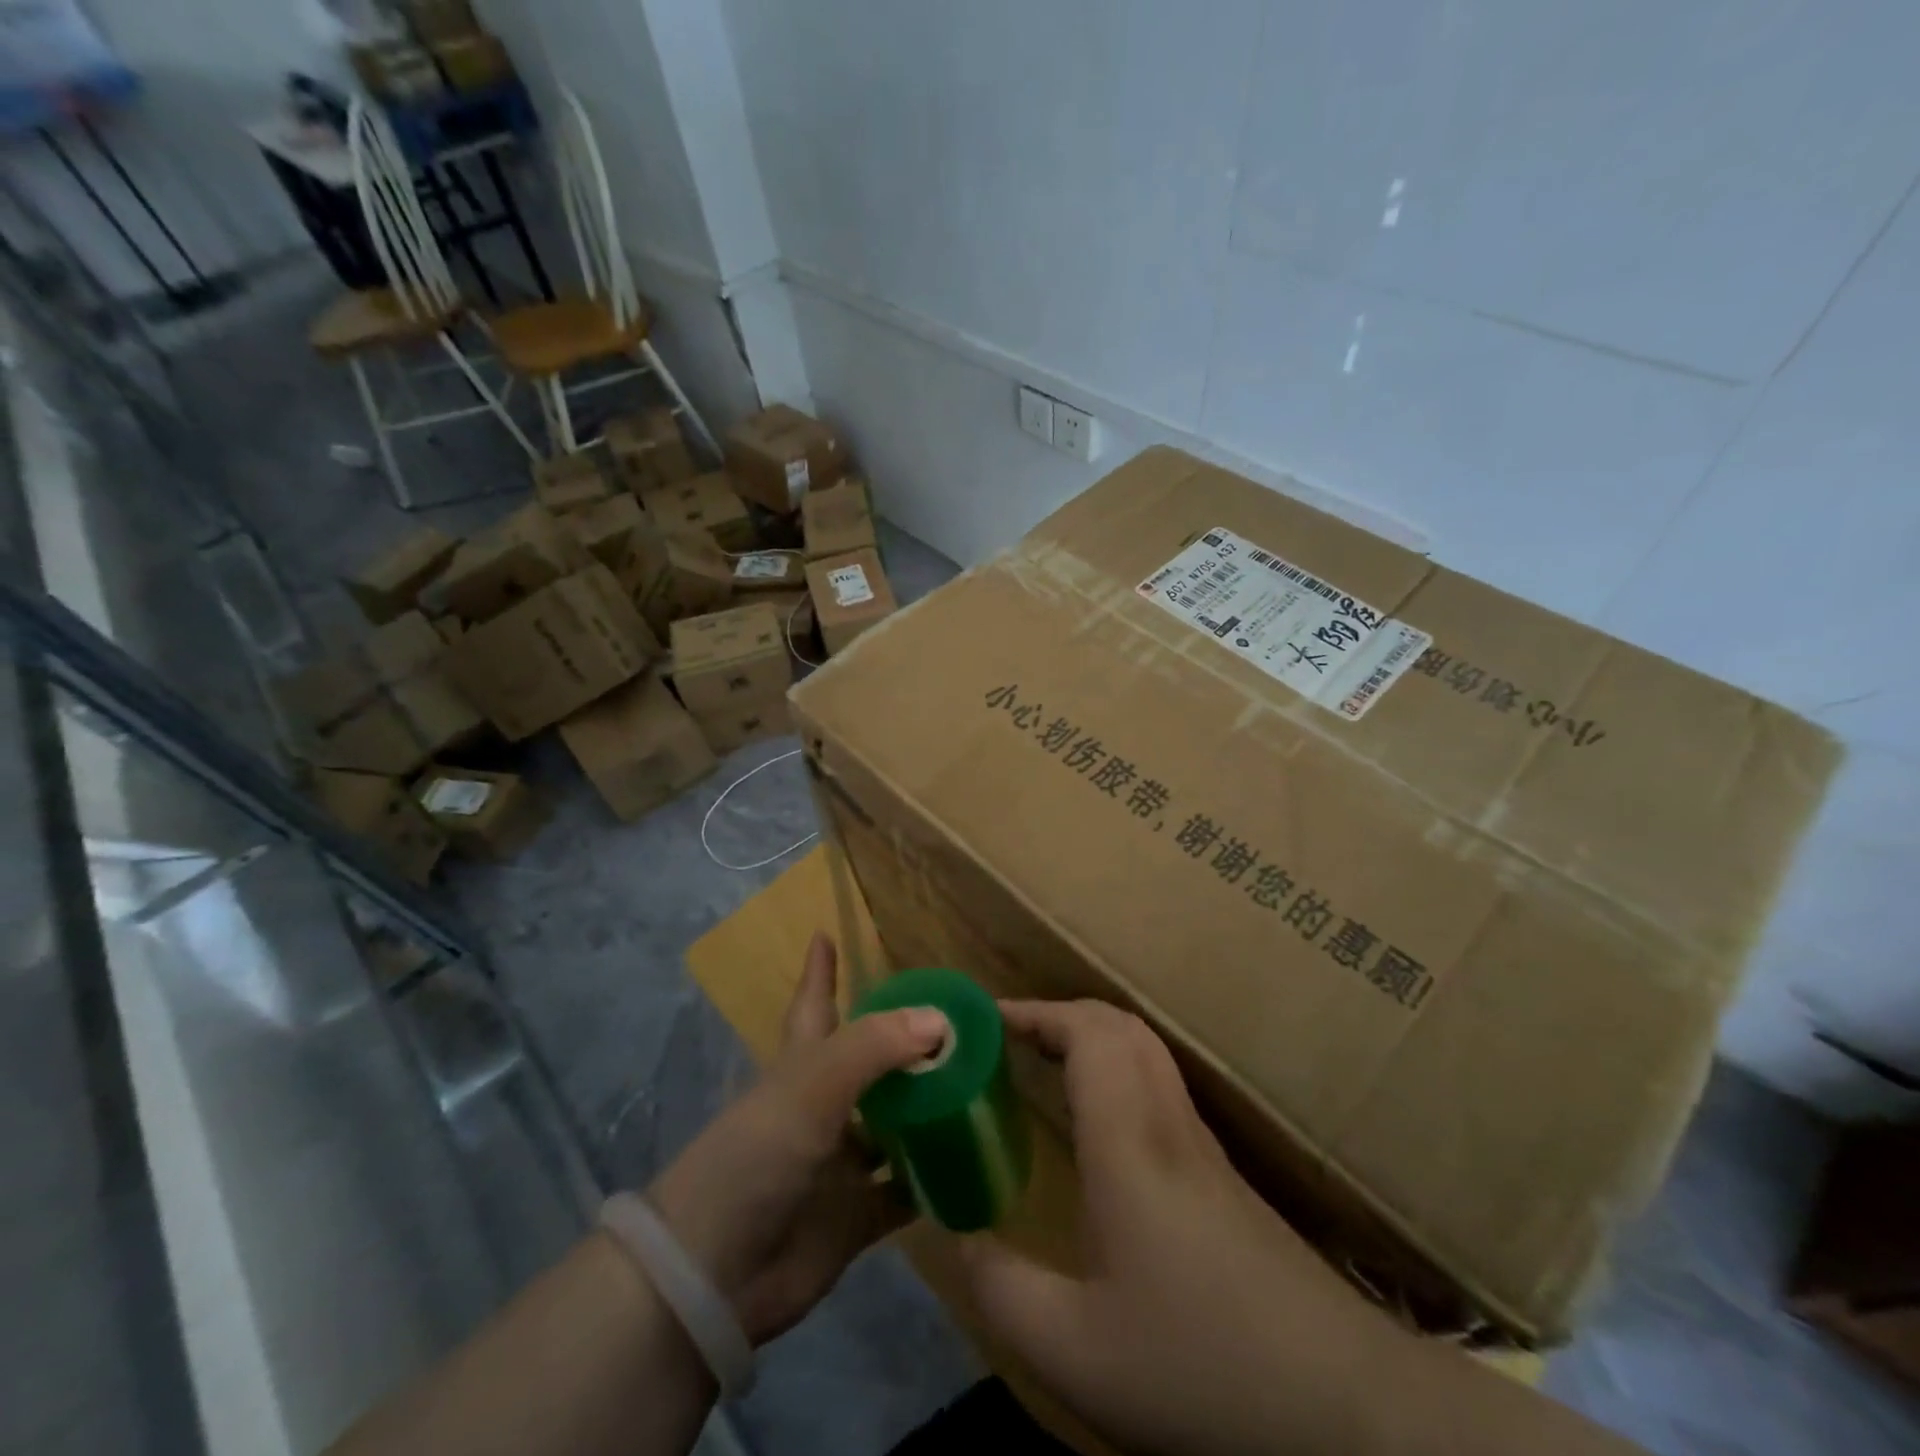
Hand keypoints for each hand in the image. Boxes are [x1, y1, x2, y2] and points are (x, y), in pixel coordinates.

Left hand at [648, 933, 945, 1345]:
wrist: (714, 1276)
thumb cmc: (756, 1158)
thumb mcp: (811, 1086)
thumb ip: (875, 1047)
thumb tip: (939, 1019)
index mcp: (802, 1067)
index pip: (815, 1004)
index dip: (820, 971)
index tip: (824, 934)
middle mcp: (823, 1107)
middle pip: (869, 1064)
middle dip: (905, 1044)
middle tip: (958, 1022)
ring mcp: (839, 1163)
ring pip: (893, 1125)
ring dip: (929, 1109)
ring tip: (981, 1084)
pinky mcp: (854, 1217)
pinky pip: (904, 1191)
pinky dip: (933, 1180)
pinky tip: (974, 1162)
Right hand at [961, 999, 1412, 1455]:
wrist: (1342, 1407)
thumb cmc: (1198, 1363)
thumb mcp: (1074, 1351)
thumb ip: (1001, 1290)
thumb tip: (953, 1236)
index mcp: (1129, 1140)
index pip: (1088, 1033)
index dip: (1035, 1012)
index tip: (985, 1020)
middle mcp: (1168, 1122)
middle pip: (1120, 1025)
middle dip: (1060, 1014)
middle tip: (1008, 1037)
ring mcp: (1202, 1144)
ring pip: (1146, 1050)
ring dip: (1091, 1037)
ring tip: (1043, 1064)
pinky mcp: (1222, 1174)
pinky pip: (1160, 1085)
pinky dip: (1117, 1070)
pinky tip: (1098, 1125)